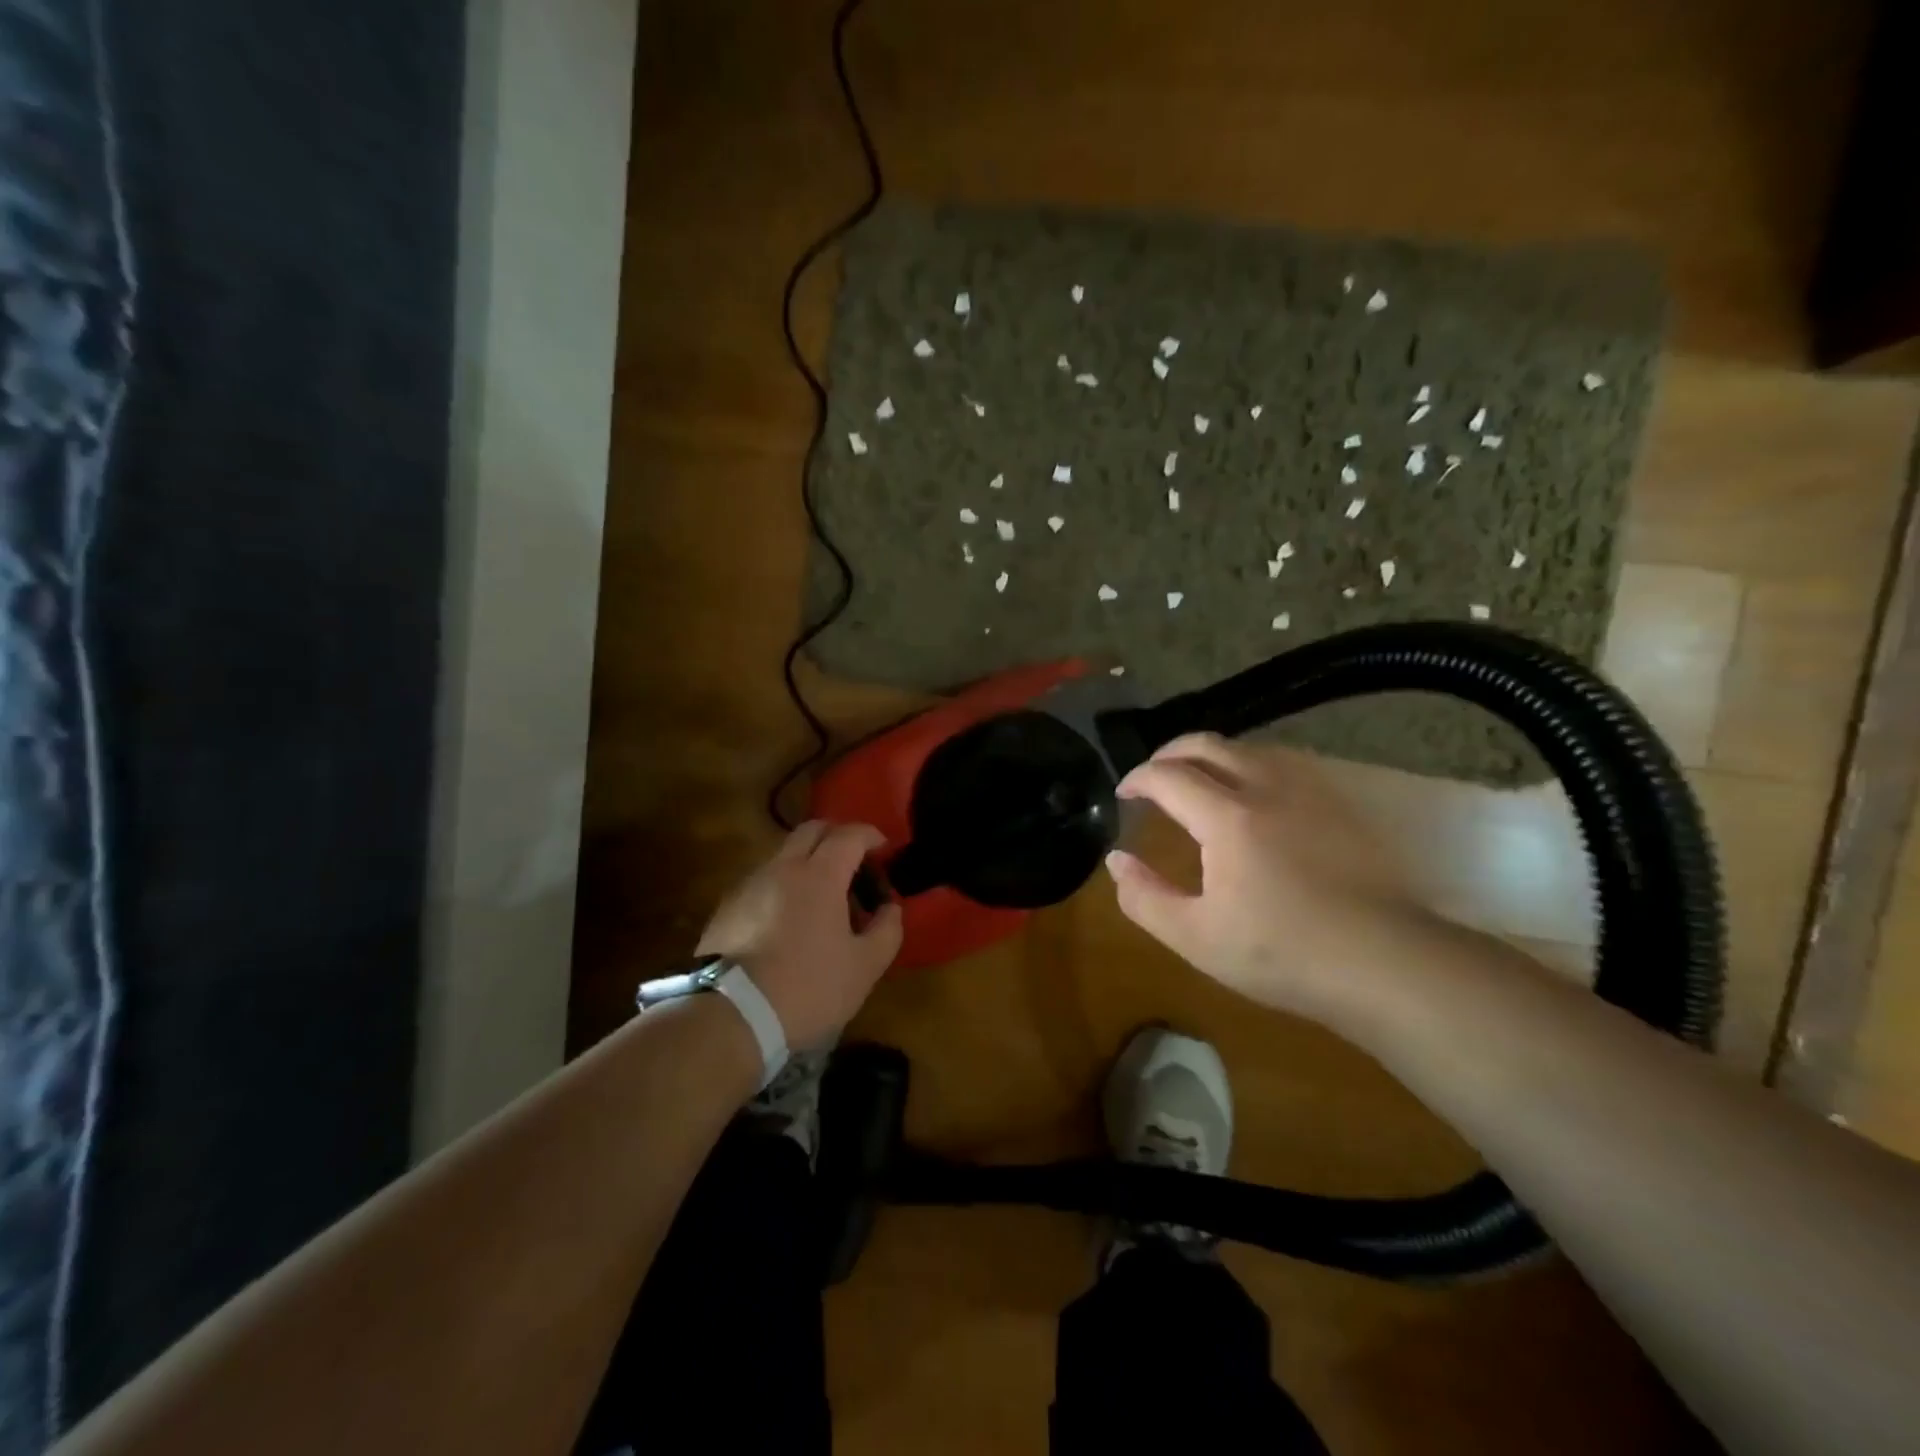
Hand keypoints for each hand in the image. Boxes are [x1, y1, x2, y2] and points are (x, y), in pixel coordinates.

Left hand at [696, 821, 902, 1049]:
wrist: (730, 1016)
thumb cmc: (807, 987)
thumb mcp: (864, 967)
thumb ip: (887, 929)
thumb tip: (889, 907)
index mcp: (820, 874)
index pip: (850, 835)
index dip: (871, 836)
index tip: (884, 849)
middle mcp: (782, 867)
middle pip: (812, 830)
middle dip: (837, 837)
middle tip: (855, 863)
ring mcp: (749, 884)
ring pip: (784, 854)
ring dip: (808, 861)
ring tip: (822, 897)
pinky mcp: (726, 907)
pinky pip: (763, 880)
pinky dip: (784, 885)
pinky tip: (789, 920)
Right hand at [1105, 733, 1420, 1019]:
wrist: (1385, 963)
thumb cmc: (1283, 954)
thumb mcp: (1196, 938)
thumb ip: (1144, 897)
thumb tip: (1117, 860)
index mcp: (1227, 819)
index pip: (1168, 776)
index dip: (1137, 778)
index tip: (1123, 794)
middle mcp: (1266, 788)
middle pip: (1207, 744)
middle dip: (1169, 753)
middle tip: (1152, 777)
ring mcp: (1308, 791)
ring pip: (1247, 747)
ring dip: (1210, 755)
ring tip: (1197, 781)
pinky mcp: (1338, 803)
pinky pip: (1282, 762)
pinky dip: (1250, 765)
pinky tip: (1252, 794)